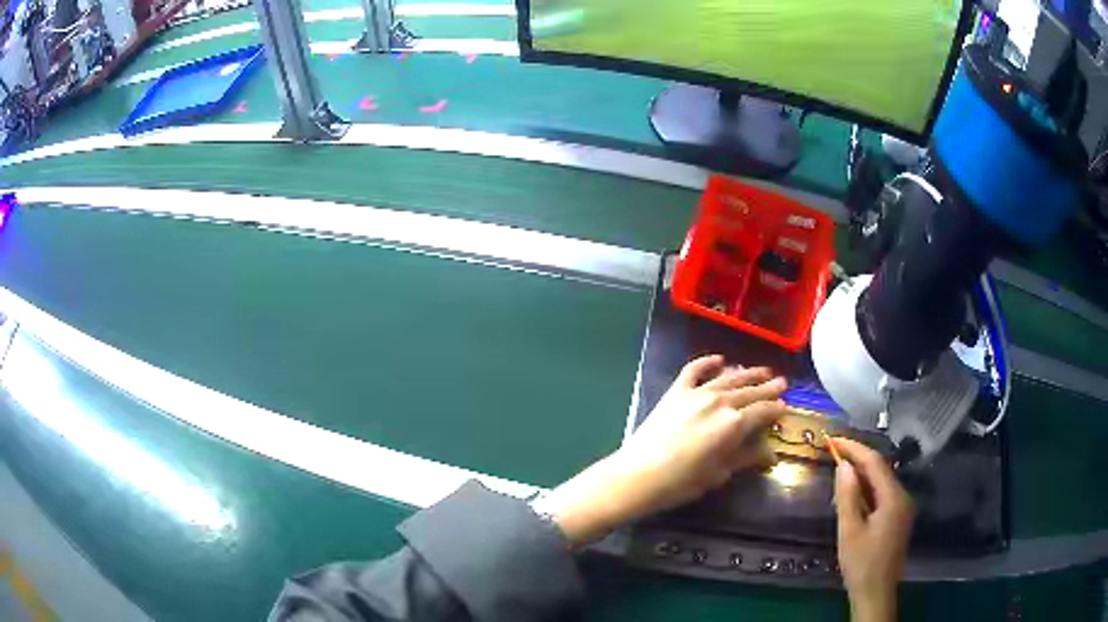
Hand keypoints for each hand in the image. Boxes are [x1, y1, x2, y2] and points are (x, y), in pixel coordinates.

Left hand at [538, 355, 788, 547]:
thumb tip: (771, 454)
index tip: (785, 407)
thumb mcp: (719, 473)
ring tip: (762, 370)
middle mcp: (720, 401)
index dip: (776, 409)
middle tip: (782, 383)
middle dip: (768, 387)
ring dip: (747, 373)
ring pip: (729, 377)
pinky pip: (694, 370)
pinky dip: (708, 362)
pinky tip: (720, 359)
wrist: (638, 475)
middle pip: (750, 391)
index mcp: (734, 423)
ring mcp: (697, 393)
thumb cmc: (681, 482)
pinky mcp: (675, 392)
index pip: (764, 411)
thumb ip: (745, 457)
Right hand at [832, 437, 914, 621]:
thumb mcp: (850, 531)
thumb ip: (848, 497)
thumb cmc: (861, 564)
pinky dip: (867, 489)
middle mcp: (903, 497)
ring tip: (839, 472)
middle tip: (833, 452)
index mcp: (894, 498)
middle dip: (858, 459)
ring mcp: (903, 508)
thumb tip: (844, 465)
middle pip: (880, 469)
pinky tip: (853, 495)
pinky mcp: (898, 518)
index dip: (854, 448)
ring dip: (862, 475)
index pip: (875, 463)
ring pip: (881, 482)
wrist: (875, 593)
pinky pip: (883, 494)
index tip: (833, 440)